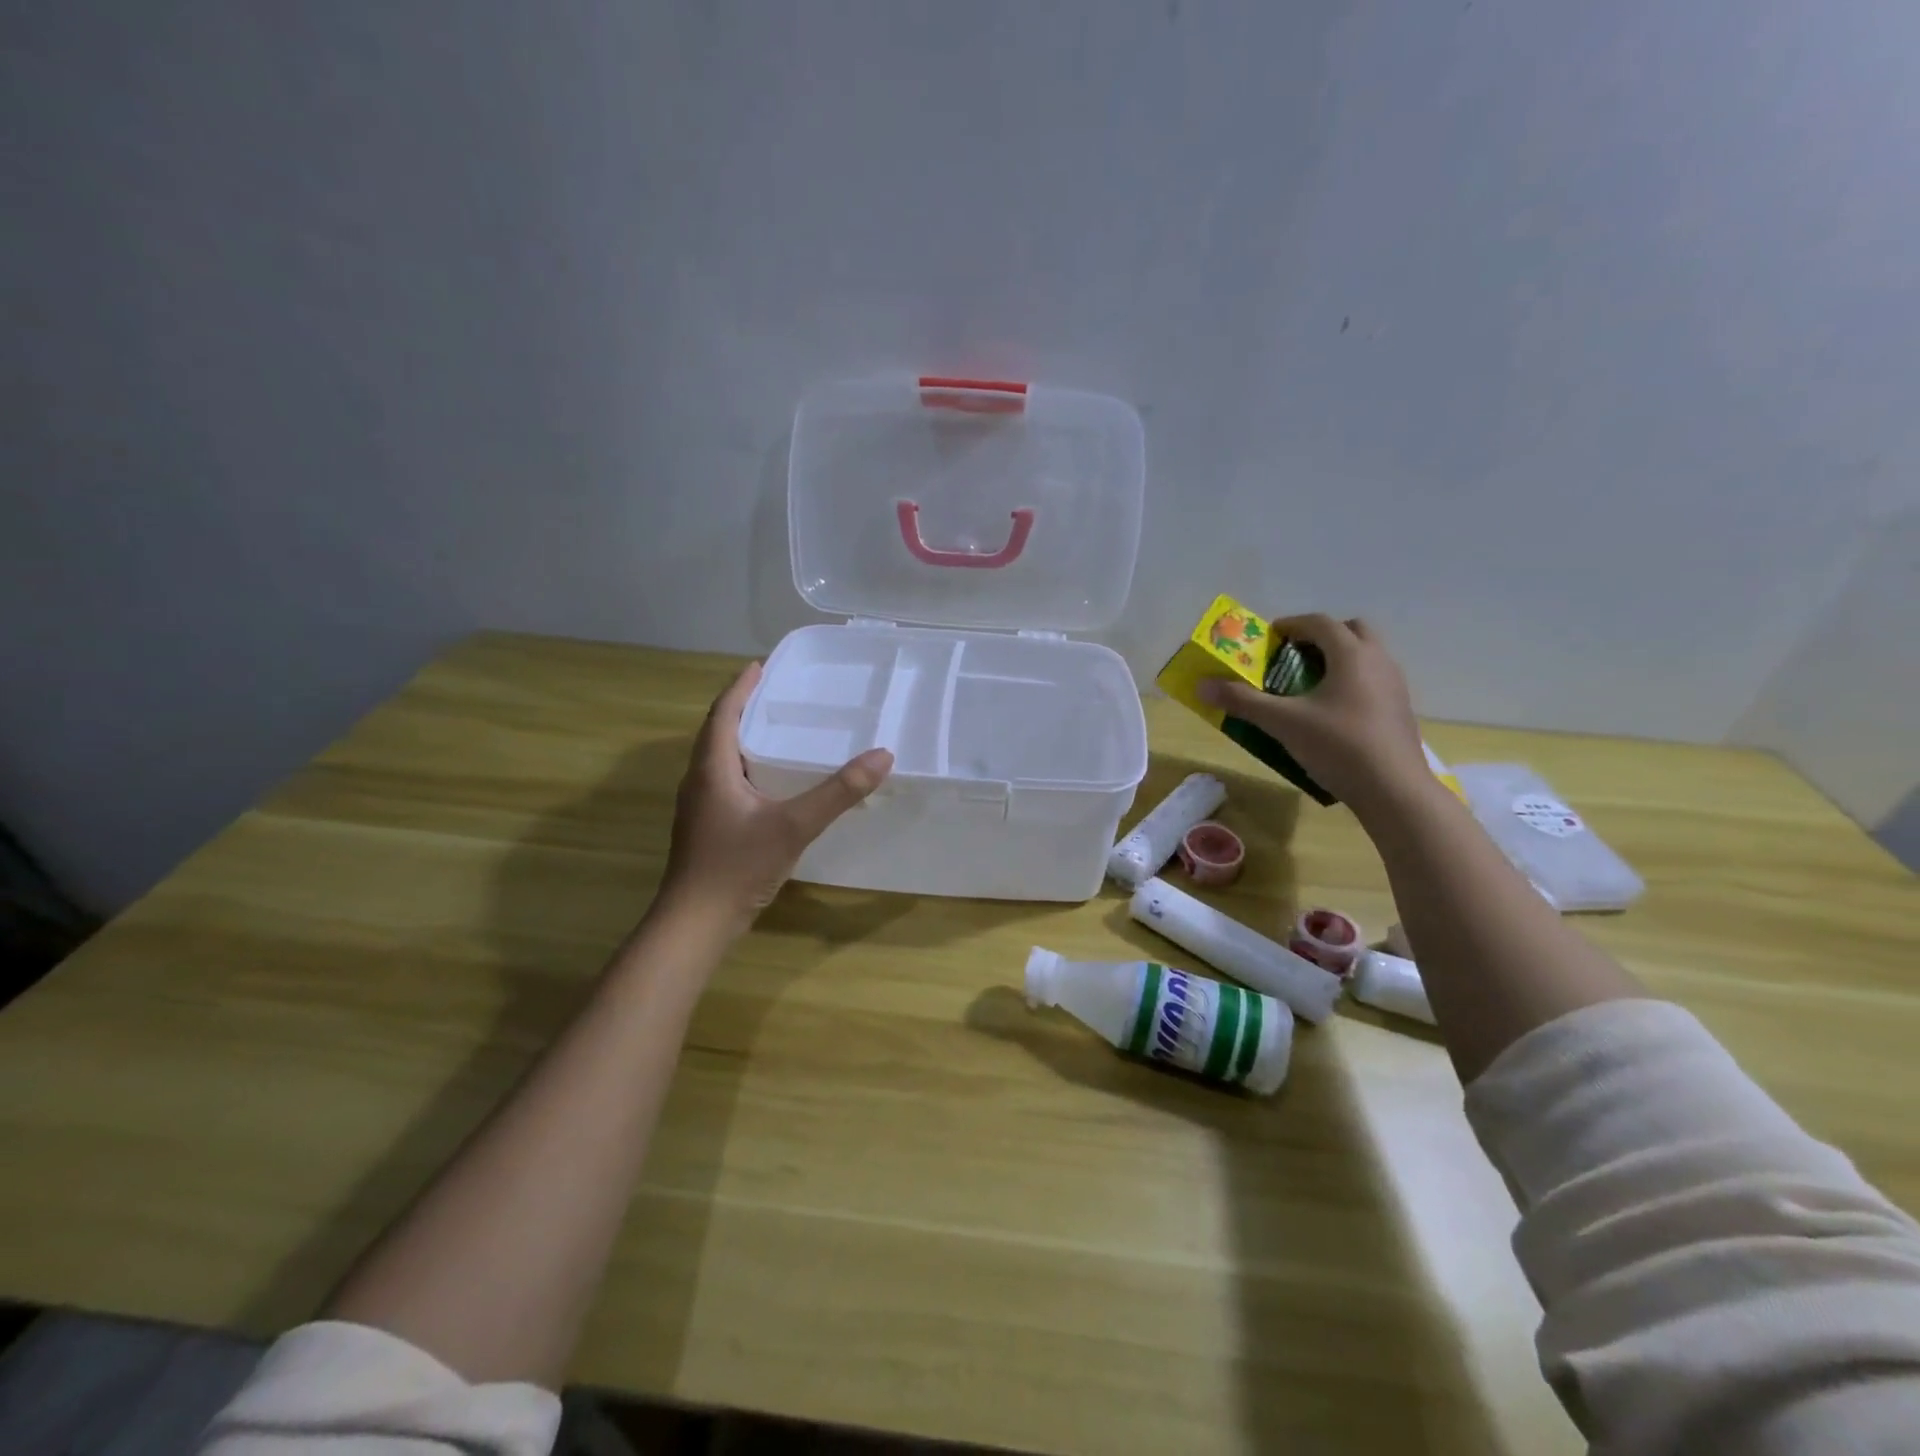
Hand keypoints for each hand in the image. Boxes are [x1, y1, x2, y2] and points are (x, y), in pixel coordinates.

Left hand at [659, 662, 892, 931]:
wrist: (696, 923)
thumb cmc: (737, 866)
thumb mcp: (794, 825)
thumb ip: (838, 792)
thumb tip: (882, 756)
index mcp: (710, 768)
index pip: (723, 712)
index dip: (741, 687)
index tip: (762, 664)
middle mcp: (699, 780)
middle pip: (718, 731)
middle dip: (745, 707)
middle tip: (779, 692)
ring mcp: (699, 806)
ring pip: (720, 758)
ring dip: (744, 737)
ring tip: (778, 728)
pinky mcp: (707, 826)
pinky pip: (725, 780)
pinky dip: (746, 766)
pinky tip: (772, 780)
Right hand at [1197, 615, 1430, 819]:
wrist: (1394, 790)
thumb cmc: (1338, 746)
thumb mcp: (1283, 722)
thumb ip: (1243, 701)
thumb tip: (1202, 685)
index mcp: (1351, 654)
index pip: (1320, 622)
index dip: (1291, 624)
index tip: (1269, 637)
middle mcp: (1378, 660)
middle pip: (1351, 630)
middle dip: (1321, 636)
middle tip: (1294, 655)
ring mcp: (1394, 685)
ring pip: (1366, 655)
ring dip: (1338, 658)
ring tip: (1309, 683)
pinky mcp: (1399, 709)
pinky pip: (1373, 679)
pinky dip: (1351, 681)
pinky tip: (1331, 710)